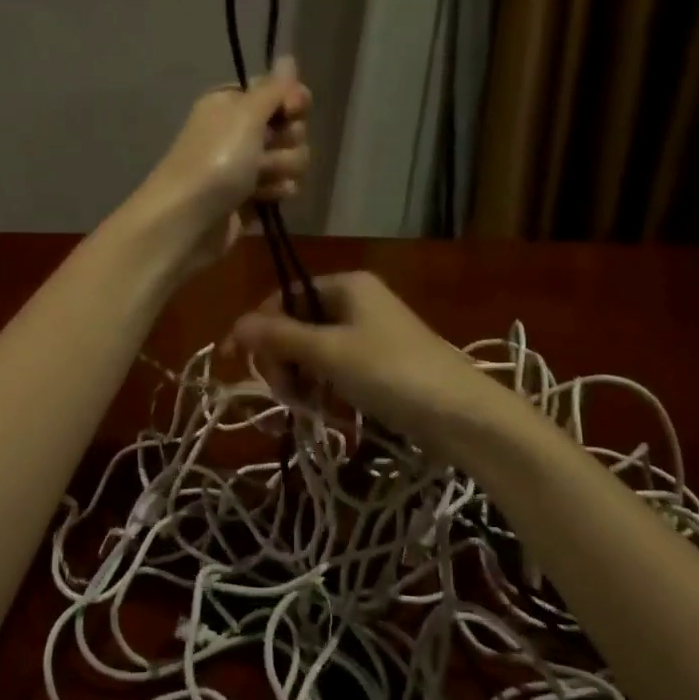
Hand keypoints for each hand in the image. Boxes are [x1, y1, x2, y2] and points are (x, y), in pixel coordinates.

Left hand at [131, 58, 311, 272]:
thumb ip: (273, 88)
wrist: (187, 221)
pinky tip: (260, 200)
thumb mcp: (245, 114)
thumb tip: (288, 57)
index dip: (292, 102)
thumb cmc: (215, 160)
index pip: (279, 92)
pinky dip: (275, 193)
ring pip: (292, 159)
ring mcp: (246, 167)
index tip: (292, 111)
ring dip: (280, 170)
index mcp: (232, 104)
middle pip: (291, 127)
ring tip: (257, 183)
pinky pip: (284, 187)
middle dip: (286, 142)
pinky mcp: (252, 198)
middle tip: (262, 153)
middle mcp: (239, 131)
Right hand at [229, 272, 511, 455]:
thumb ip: (280, 336)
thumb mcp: (329, 352)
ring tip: (306, 406)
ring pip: (315, 350)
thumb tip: (236, 324)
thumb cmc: (391, 371)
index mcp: (346, 285)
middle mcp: (357, 302)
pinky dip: (325, 387)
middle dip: (283, 358)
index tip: (238, 362)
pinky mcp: (381, 364)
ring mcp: (370, 334)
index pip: (285, 296)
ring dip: (302, 377)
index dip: (259, 326)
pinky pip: (337, 368)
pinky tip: (326, 410)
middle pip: (298, 323)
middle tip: (284, 392)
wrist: (462, 414)